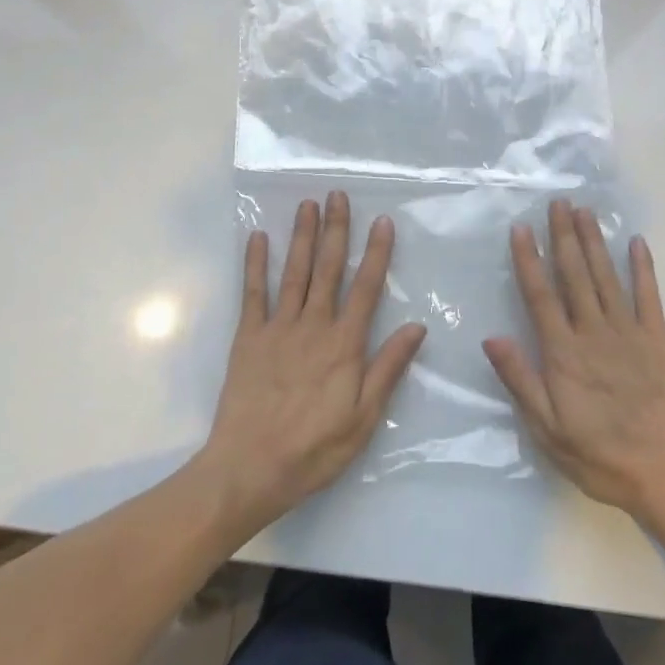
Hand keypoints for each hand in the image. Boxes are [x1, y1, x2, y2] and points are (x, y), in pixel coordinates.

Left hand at [198, 191, 425, 531]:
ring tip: (307, 204)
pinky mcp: (248, 338)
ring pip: (294, 272)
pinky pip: (253, 293)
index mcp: (344, 345)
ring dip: (301, 236)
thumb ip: (388, 368)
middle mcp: (313, 326)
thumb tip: (416, 327)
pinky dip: (255, 264)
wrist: (248, 469)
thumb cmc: (314, 449)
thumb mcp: (364, 418)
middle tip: (337, 195)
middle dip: (335, 230)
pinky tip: (258, 238)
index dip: (376, 253)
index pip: (366, 288)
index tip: (382, 221)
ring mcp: (278, 328)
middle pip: (327, 269)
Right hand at [484, 201, 664, 520]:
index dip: (529, 259)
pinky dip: (643, 268)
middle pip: (575, 275)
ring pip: (606, 277)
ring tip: (585, 211)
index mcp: (564, 353)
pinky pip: (649, 296)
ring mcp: (629, 333)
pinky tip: (636, 243)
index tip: (521, 228)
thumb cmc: (601, 456)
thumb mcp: (548, 429)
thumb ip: (521, 380)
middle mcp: (594, 332)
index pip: (540, 295)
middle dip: (564, 236)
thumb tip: (491, 337)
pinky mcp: (659, 340)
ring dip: (594, 242)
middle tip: (558, 202)